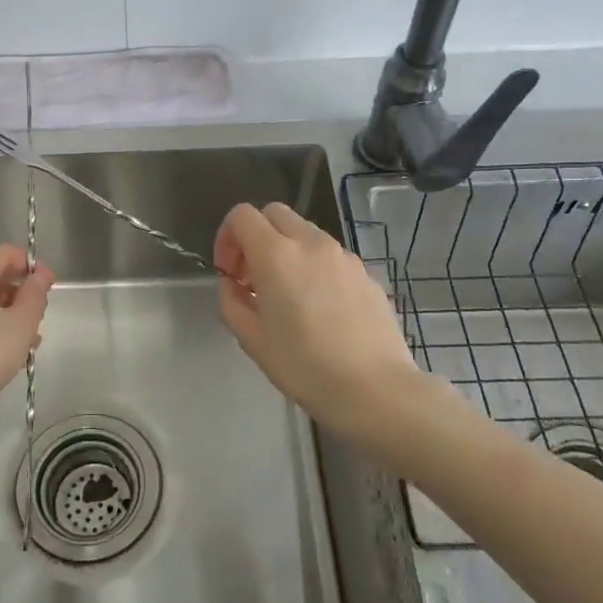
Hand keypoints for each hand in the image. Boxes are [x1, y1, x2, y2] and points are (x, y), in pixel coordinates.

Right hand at [214, 202, 419, 437]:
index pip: (242, 215)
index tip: (229, 273)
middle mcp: (311, 243)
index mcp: (276, 255)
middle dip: (256, 236)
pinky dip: (314, 267)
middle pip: (274, 213)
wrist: (375, 389)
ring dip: (286, 251)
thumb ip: (231, 302)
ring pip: (305, 233)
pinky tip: (320, 309)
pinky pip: (330, 256)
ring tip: (287, 296)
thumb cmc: (305, 367)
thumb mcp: (252, 340)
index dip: (226, 237)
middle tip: (253, 278)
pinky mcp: (365, 273)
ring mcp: (343, 256)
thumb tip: (233, 284)